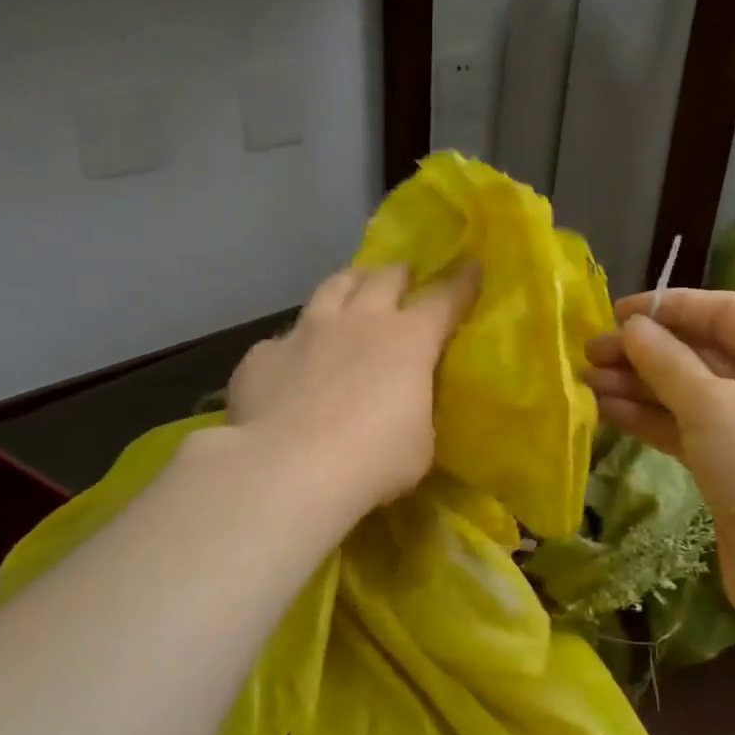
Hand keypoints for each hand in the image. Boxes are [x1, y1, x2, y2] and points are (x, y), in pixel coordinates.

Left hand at [226, 263, 479, 520]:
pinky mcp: (264, 355)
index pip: (443, 300)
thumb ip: (415, 412)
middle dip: (399, 274)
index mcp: (407, 341)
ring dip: (349, 283)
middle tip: (403, 277)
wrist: (290, 469)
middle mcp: (358, 322)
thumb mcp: (419, 443)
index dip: (460, 283)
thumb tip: (405, 407)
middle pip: (383, 278)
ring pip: (331, 287)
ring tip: (351, 287)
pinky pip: (282, 340)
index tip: (471, 266)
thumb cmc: (373, 460)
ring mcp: (306, 332)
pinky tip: (291, 363)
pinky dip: (294, 346)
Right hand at [582, 289, 734, 622]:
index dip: (671, 307)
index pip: (729, 313)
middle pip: (706, 353)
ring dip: (641, 386)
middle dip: (647, 352)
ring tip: (587, 380)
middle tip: (591, 352)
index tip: (617, 313)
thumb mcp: (715, 408)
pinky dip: (652, 418)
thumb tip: (633, 328)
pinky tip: (609, 410)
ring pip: (692, 393)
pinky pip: (690, 428)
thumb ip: (669, 362)